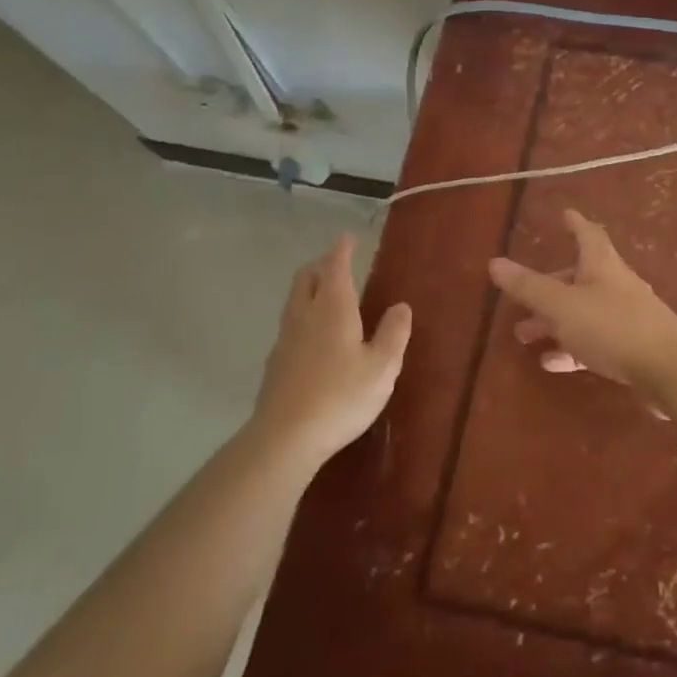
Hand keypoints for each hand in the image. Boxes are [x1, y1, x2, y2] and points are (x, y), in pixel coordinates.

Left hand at [252, 235, 410, 464]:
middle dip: (320, 265)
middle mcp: (305, 315)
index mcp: (333, 308)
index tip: (347, 238)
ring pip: (295, 301)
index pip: (335, 267)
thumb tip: (401, 306)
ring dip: (309, 289)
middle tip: (336, 263)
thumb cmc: (341, 396)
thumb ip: (394, 333)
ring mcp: (285, 339)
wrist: (285, 438)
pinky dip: (303, 316)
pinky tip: (313, 336)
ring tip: (325, 294)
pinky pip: (290, 325)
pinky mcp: (275, 364)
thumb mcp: (382, 366)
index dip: (341, 250)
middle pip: (306, 278)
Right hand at [488, 209, 676, 391]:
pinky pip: (594, 340)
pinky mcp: (631, 347)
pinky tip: (552, 363)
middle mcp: (615, 284)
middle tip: (523, 296)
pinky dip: (571, 346)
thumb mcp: (562, 306)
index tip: (565, 214)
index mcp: (601, 264)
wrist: (669, 368)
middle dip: (550, 284)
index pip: (587, 234)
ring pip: (583, 311)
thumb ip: (529, 287)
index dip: (574, 223)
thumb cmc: (612, 326)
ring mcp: (626, 316)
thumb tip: (494, 262)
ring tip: (524, 335)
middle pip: (579, 276)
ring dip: (554, 321)